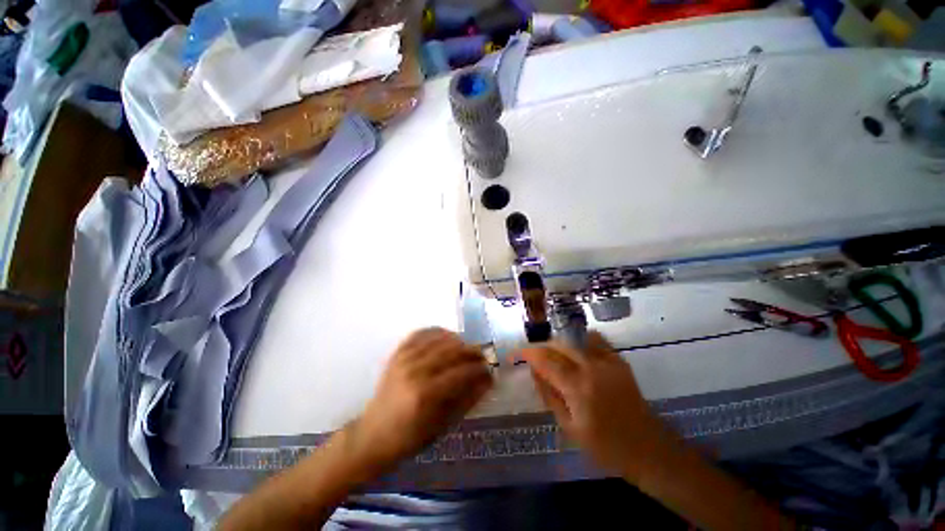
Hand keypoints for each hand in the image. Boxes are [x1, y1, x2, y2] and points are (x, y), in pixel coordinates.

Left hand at [347, 328, 492, 470]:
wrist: (373, 434)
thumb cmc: (410, 437)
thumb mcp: (443, 425)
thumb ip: (468, 399)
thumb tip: (488, 380)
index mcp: (425, 393)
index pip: (461, 372)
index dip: (479, 369)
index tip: (490, 370)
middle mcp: (415, 370)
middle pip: (452, 350)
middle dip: (472, 352)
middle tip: (482, 357)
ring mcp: (404, 358)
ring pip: (440, 338)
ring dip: (458, 341)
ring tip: (466, 349)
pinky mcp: (398, 352)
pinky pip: (422, 333)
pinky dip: (438, 332)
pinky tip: (447, 338)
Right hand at [521, 332, 671, 480]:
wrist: (648, 449)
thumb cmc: (606, 447)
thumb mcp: (569, 427)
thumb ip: (549, 395)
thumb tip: (534, 370)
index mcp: (578, 388)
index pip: (545, 359)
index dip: (526, 353)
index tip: (514, 354)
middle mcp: (592, 367)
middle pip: (558, 344)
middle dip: (541, 348)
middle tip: (532, 358)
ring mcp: (608, 361)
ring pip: (574, 339)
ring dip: (558, 344)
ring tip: (552, 356)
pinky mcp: (619, 360)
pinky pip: (594, 339)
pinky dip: (579, 340)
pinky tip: (575, 351)